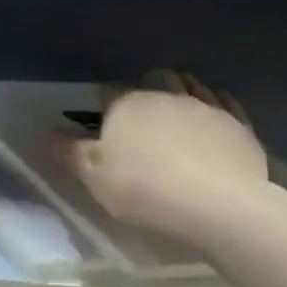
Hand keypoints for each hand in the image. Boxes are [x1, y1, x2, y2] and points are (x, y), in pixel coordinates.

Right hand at [73, 77, 266, 236]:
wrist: (217, 205)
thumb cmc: (143, 190)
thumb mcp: (93, 178)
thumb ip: (70, 152)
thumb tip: (48, 133)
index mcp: (127, 104)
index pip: (106, 94)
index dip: (100, 108)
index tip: (99, 127)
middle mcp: (166, 94)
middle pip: (152, 81)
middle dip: (144, 91)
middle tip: (139, 116)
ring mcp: (206, 106)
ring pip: (190, 86)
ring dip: (180, 90)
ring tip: (174, 110)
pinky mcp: (238, 124)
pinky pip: (224, 103)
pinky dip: (214, 105)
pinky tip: (211, 117)